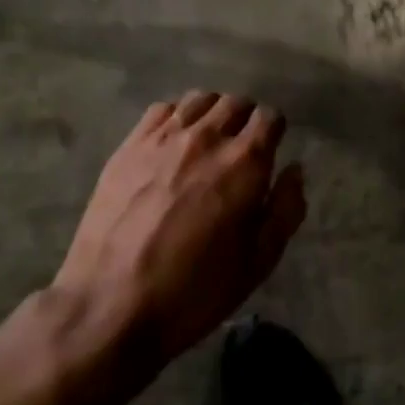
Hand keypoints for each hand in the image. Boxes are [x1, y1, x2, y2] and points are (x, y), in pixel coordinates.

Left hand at [54, 91, 306, 370]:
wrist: (111, 304)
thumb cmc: (195, 290)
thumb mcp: (258, 262)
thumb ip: (285, 209)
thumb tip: (293, 170)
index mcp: (245, 163)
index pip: (270, 117)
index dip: (274, 130)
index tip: (270, 149)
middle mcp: (207, 137)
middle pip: (235, 102)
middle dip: (245, 118)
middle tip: (241, 146)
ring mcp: (163, 138)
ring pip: (198, 99)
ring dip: (211, 113)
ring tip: (207, 140)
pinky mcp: (129, 146)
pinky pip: (160, 110)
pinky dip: (175, 117)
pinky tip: (172, 143)